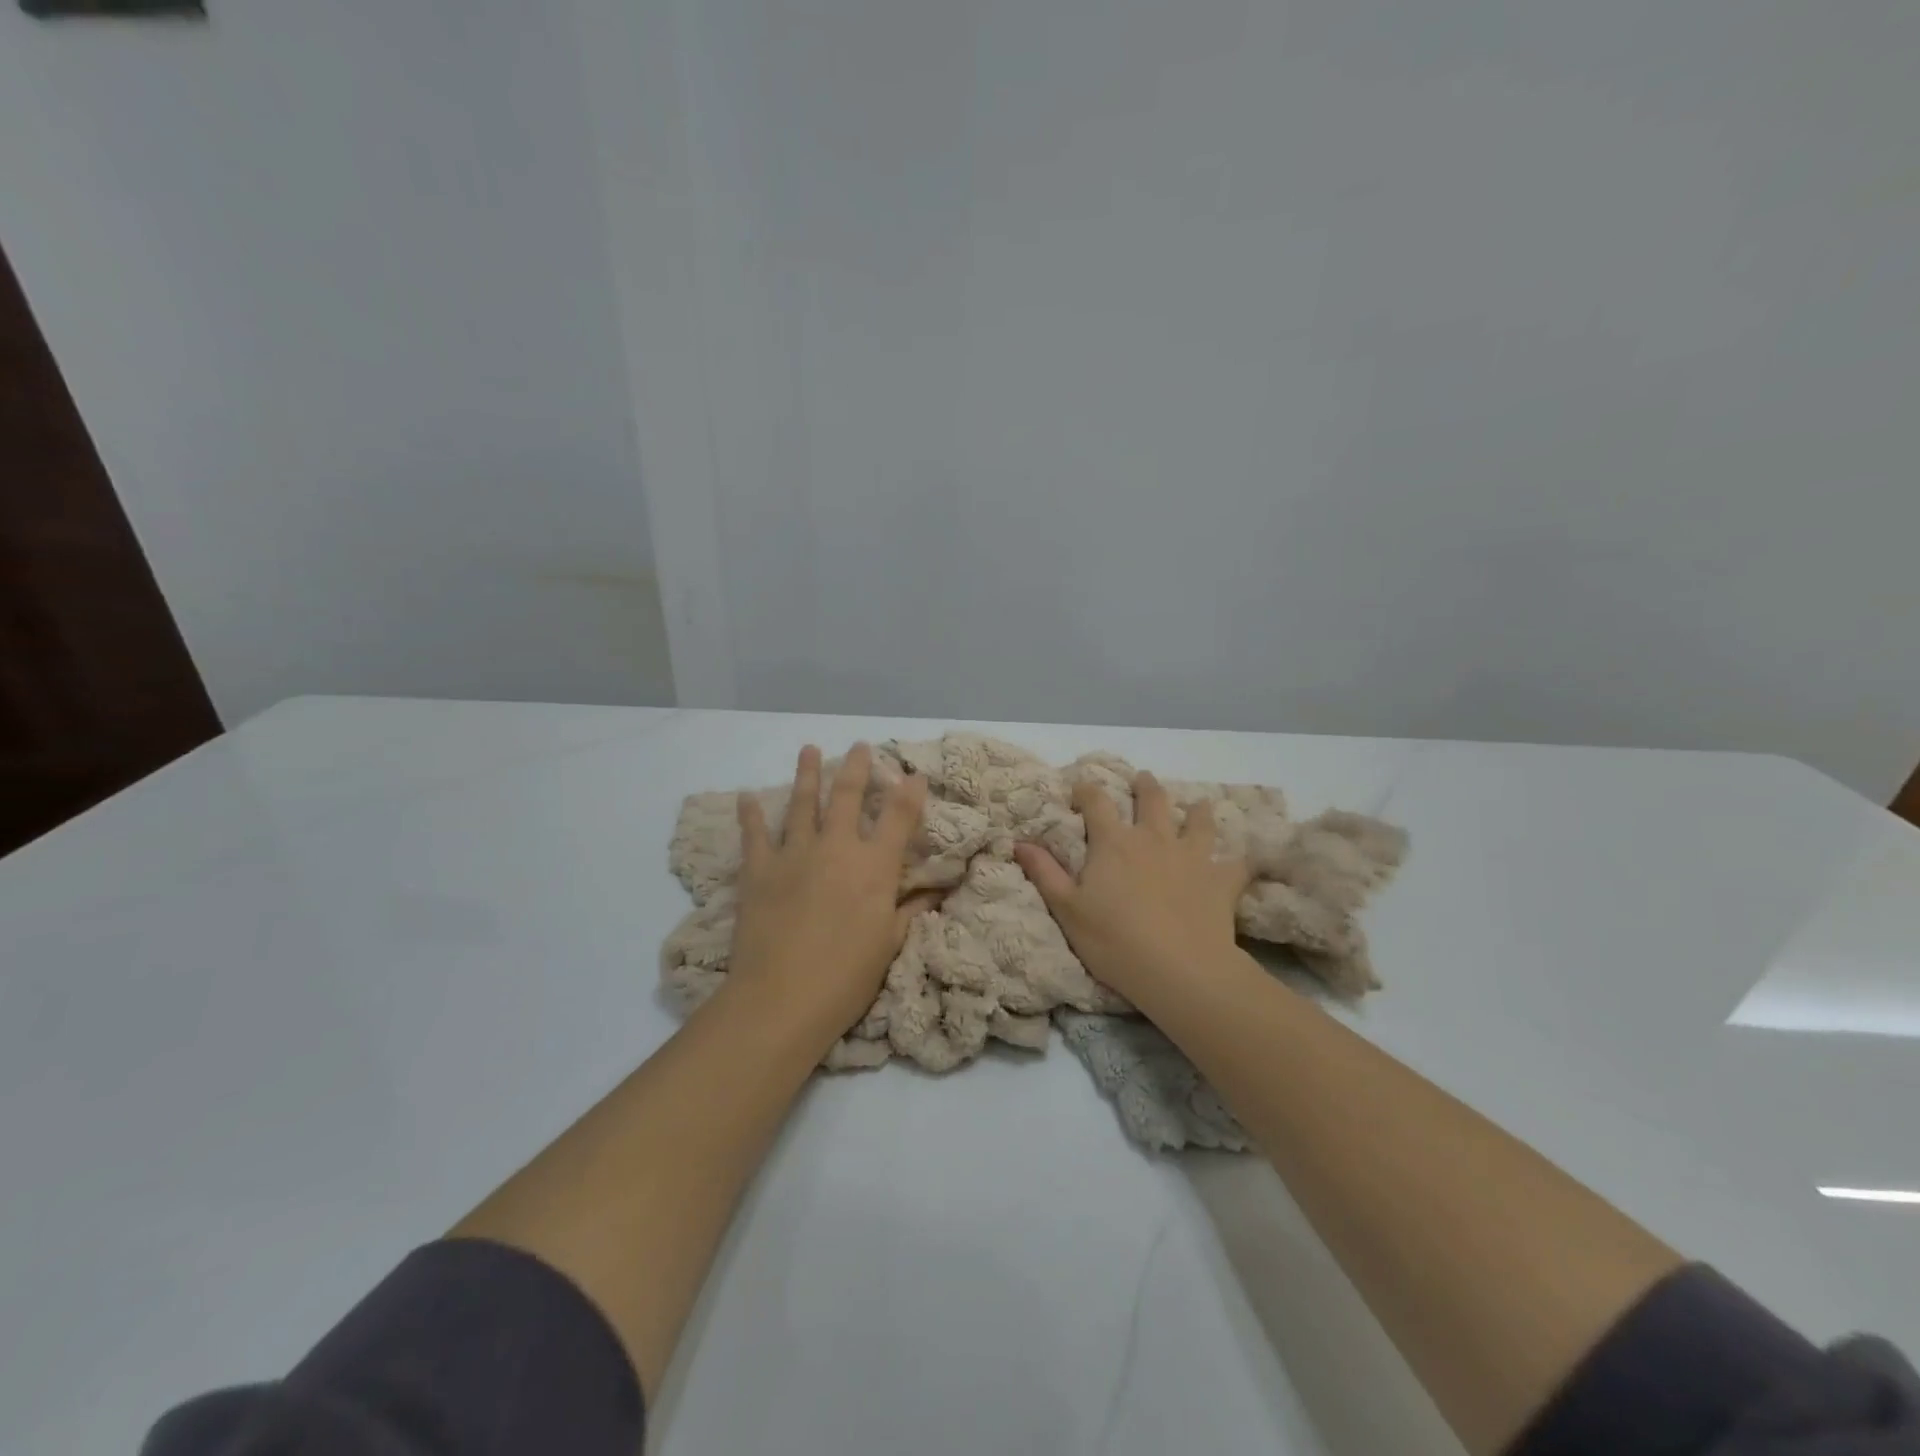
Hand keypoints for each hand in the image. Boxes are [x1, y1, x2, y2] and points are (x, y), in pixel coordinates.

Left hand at [730, 743, 931, 1039]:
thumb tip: (939, 889)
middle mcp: (836, 848)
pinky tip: (747, 796)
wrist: (782, 998)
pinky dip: (751, 814)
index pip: (900, 817)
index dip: (910, 792)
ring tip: (809, 749)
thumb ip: (911, 910)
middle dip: (857, 767)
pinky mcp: (759, 869)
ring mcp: (794, 854)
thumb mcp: (889, 944)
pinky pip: (754, 834)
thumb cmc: (847, 977)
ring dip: (807, 774)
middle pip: (849, 795)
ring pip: (803, 803)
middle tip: (860, 746)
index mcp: (874, 866)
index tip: (914, 774)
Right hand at [1014, 771, 1251, 1004]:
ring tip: (1197, 806)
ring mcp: (1192, 856)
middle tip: (1143, 779)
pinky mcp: (1221, 880)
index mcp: (1113, 843)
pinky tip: (1239, 861)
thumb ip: (1045, 873)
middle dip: (1146, 786)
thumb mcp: (1067, 910)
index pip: (1096, 802)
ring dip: (1196, 811)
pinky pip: (1235, 863)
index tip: (1080, 788)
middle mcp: (1153, 838)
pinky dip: (1236, 860)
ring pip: (1198, 821)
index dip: (1086, 790)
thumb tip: (1020, 841)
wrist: (1180, 971)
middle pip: (1152, 800)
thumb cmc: (1114, 941)